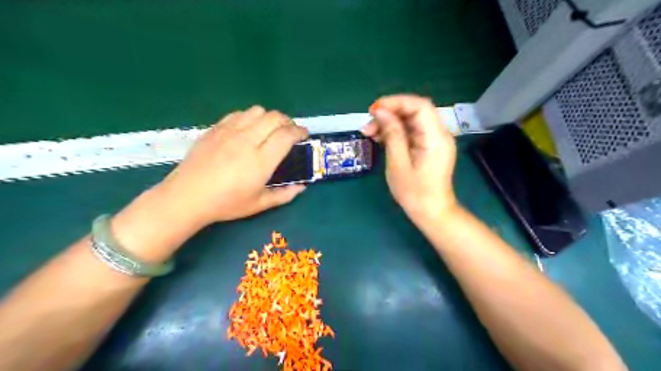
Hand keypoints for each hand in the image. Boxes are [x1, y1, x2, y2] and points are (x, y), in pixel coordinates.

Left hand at [159, 104, 308, 225]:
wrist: (187, 197)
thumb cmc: (226, 204)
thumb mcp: (259, 204)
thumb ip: (284, 195)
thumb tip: (302, 187)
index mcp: (261, 160)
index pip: (286, 135)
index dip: (299, 132)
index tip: (304, 135)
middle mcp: (247, 140)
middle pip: (275, 117)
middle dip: (288, 121)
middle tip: (290, 132)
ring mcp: (229, 132)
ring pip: (257, 111)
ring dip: (269, 117)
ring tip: (269, 129)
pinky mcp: (216, 129)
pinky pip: (238, 114)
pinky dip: (250, 117)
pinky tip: (248, 129)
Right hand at [364, 94, 457, 224]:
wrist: (432, 212)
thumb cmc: (414, 193)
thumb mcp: (398, 164)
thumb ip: (392, 135)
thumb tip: (381, 112)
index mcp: (435, 138)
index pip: (420, 106)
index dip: (396, 102)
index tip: (374, 109)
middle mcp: (439, 134)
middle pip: (415, 111)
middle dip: (390, 113)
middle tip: (368, 125)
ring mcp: (435, 140)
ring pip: (411, 121)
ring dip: (390, 123)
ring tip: (369, 133)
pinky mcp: (429, 146)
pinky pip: (412, 132)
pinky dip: (396, 132)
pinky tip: (380, 139)